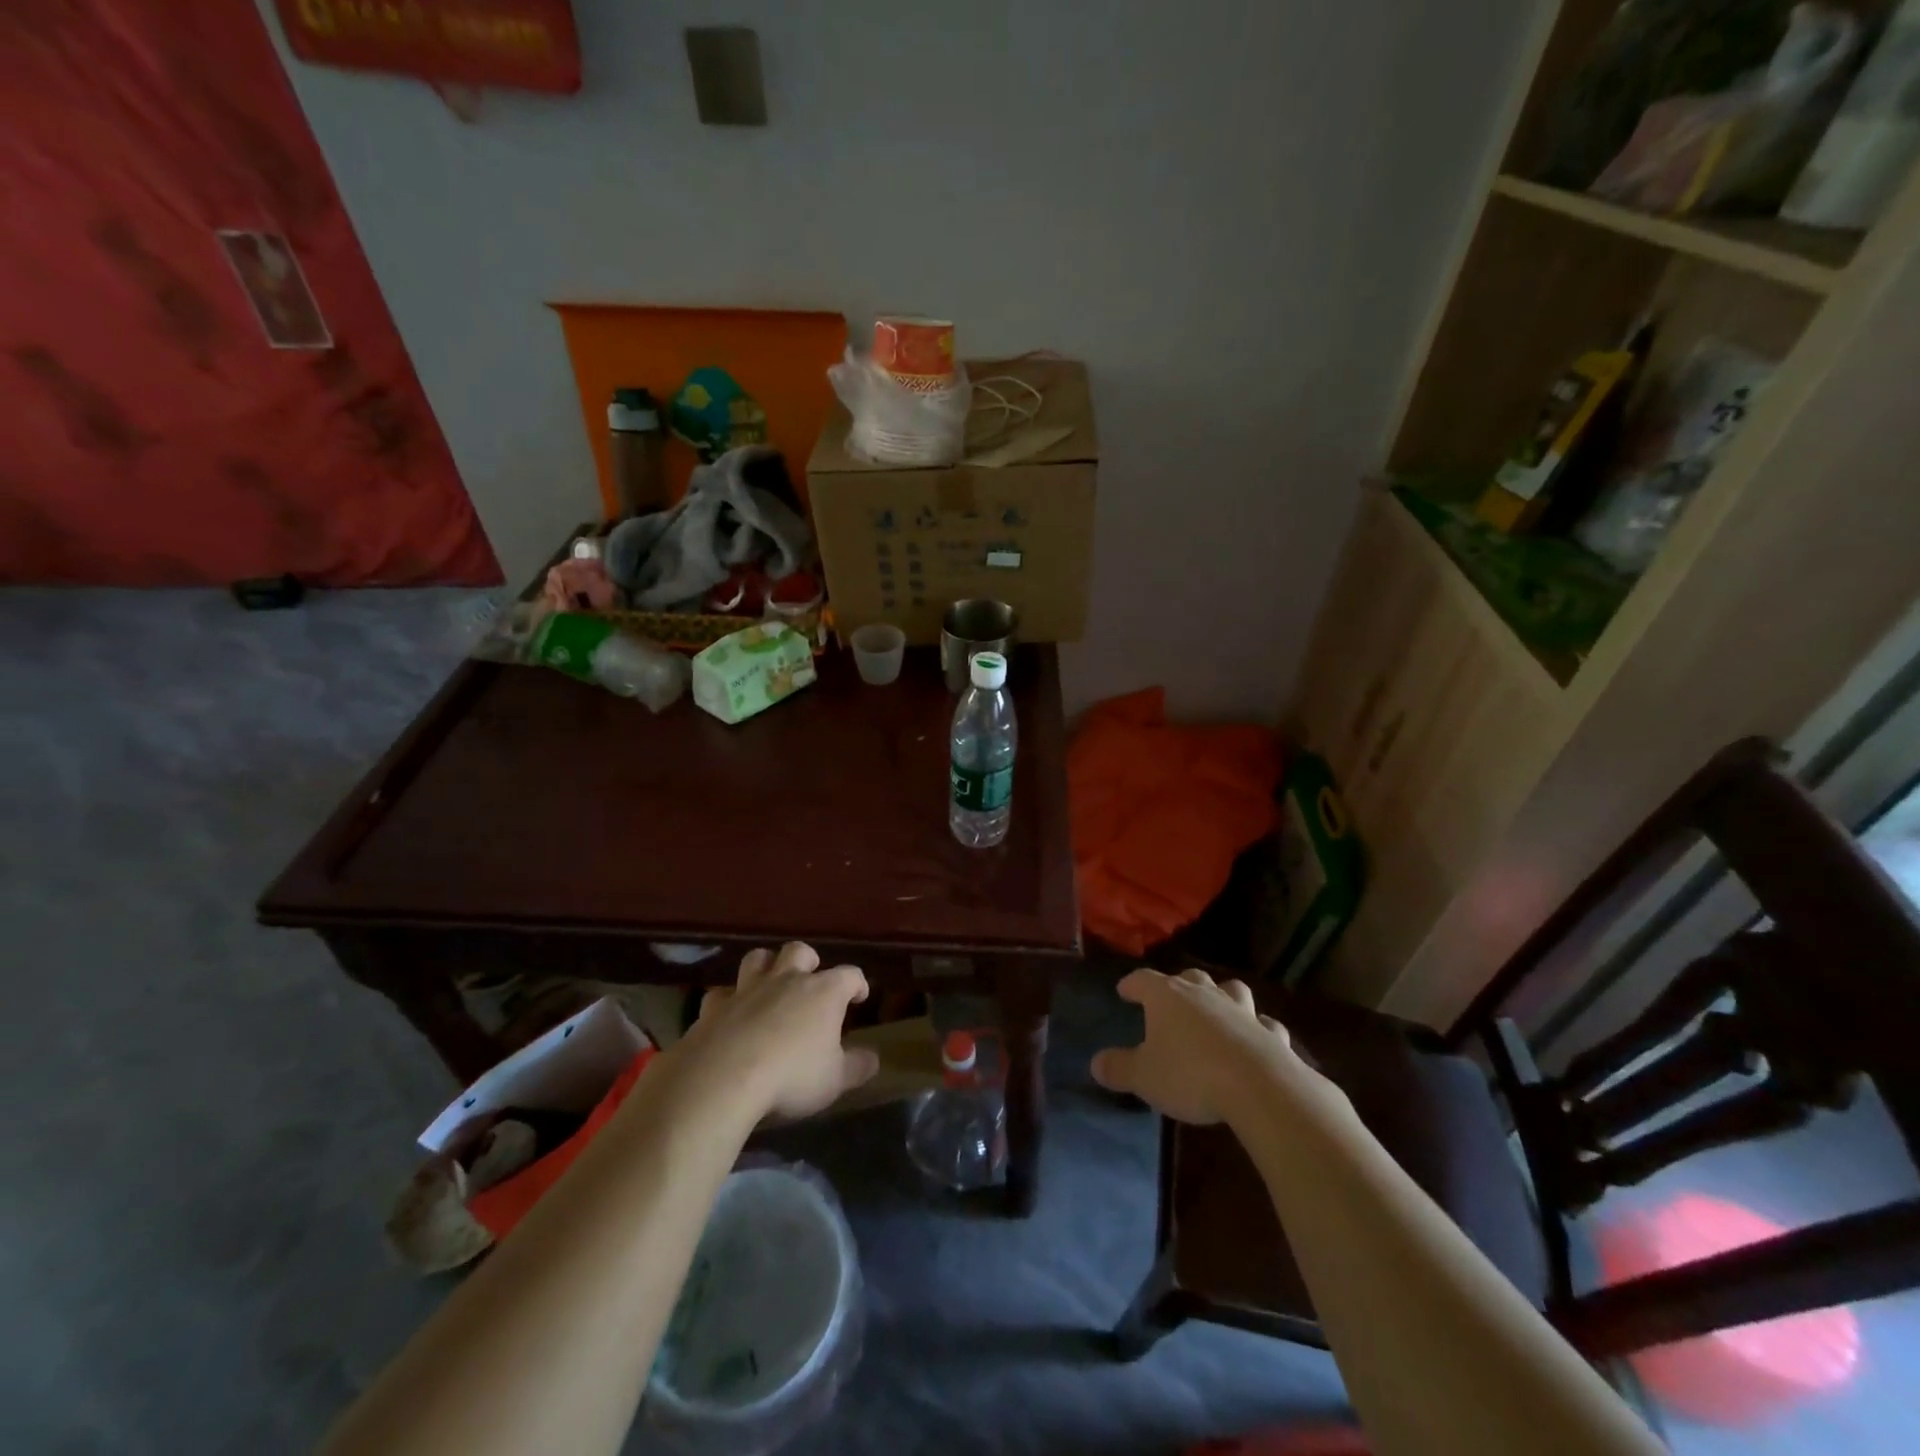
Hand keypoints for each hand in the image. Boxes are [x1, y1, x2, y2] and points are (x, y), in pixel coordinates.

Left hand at [681, 942, 879, 1121]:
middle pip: (799, 951)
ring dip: (765, 966)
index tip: (859, 996)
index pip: (849, 975)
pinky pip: (721, 993)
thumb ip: (856, 1067)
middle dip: (807, 960)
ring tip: (768, 982)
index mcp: (824, 992)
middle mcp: (787, 980)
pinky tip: (728, 1015)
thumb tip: (873, 1059)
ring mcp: (747, 989)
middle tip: (809, 979)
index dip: (857, 983)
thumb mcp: (834, 1080)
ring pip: (757, 958)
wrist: (724, 1078)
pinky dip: (727, 1000)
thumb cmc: (792, 1076)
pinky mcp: (714, 1007)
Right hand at [1091, 968, 1300, 1124]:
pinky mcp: (1270, 1033)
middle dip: (1180, 984)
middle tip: (1172, 998)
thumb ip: (1118, 1068)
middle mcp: (1204, 994)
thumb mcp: (1143, 1076)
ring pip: (1231, 990)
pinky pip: (1263, 1024)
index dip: (1132, 984)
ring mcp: (1241, 1010)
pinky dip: (1258, 1028)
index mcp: (1168, 997)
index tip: (1124, 991)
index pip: (1143, 979)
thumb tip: (1096, 1063)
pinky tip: (1257, 1037)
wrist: (1258, 1086)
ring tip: (1218, 1006)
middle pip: (1190, 977)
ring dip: (1223, 995)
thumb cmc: (1190, 1074)